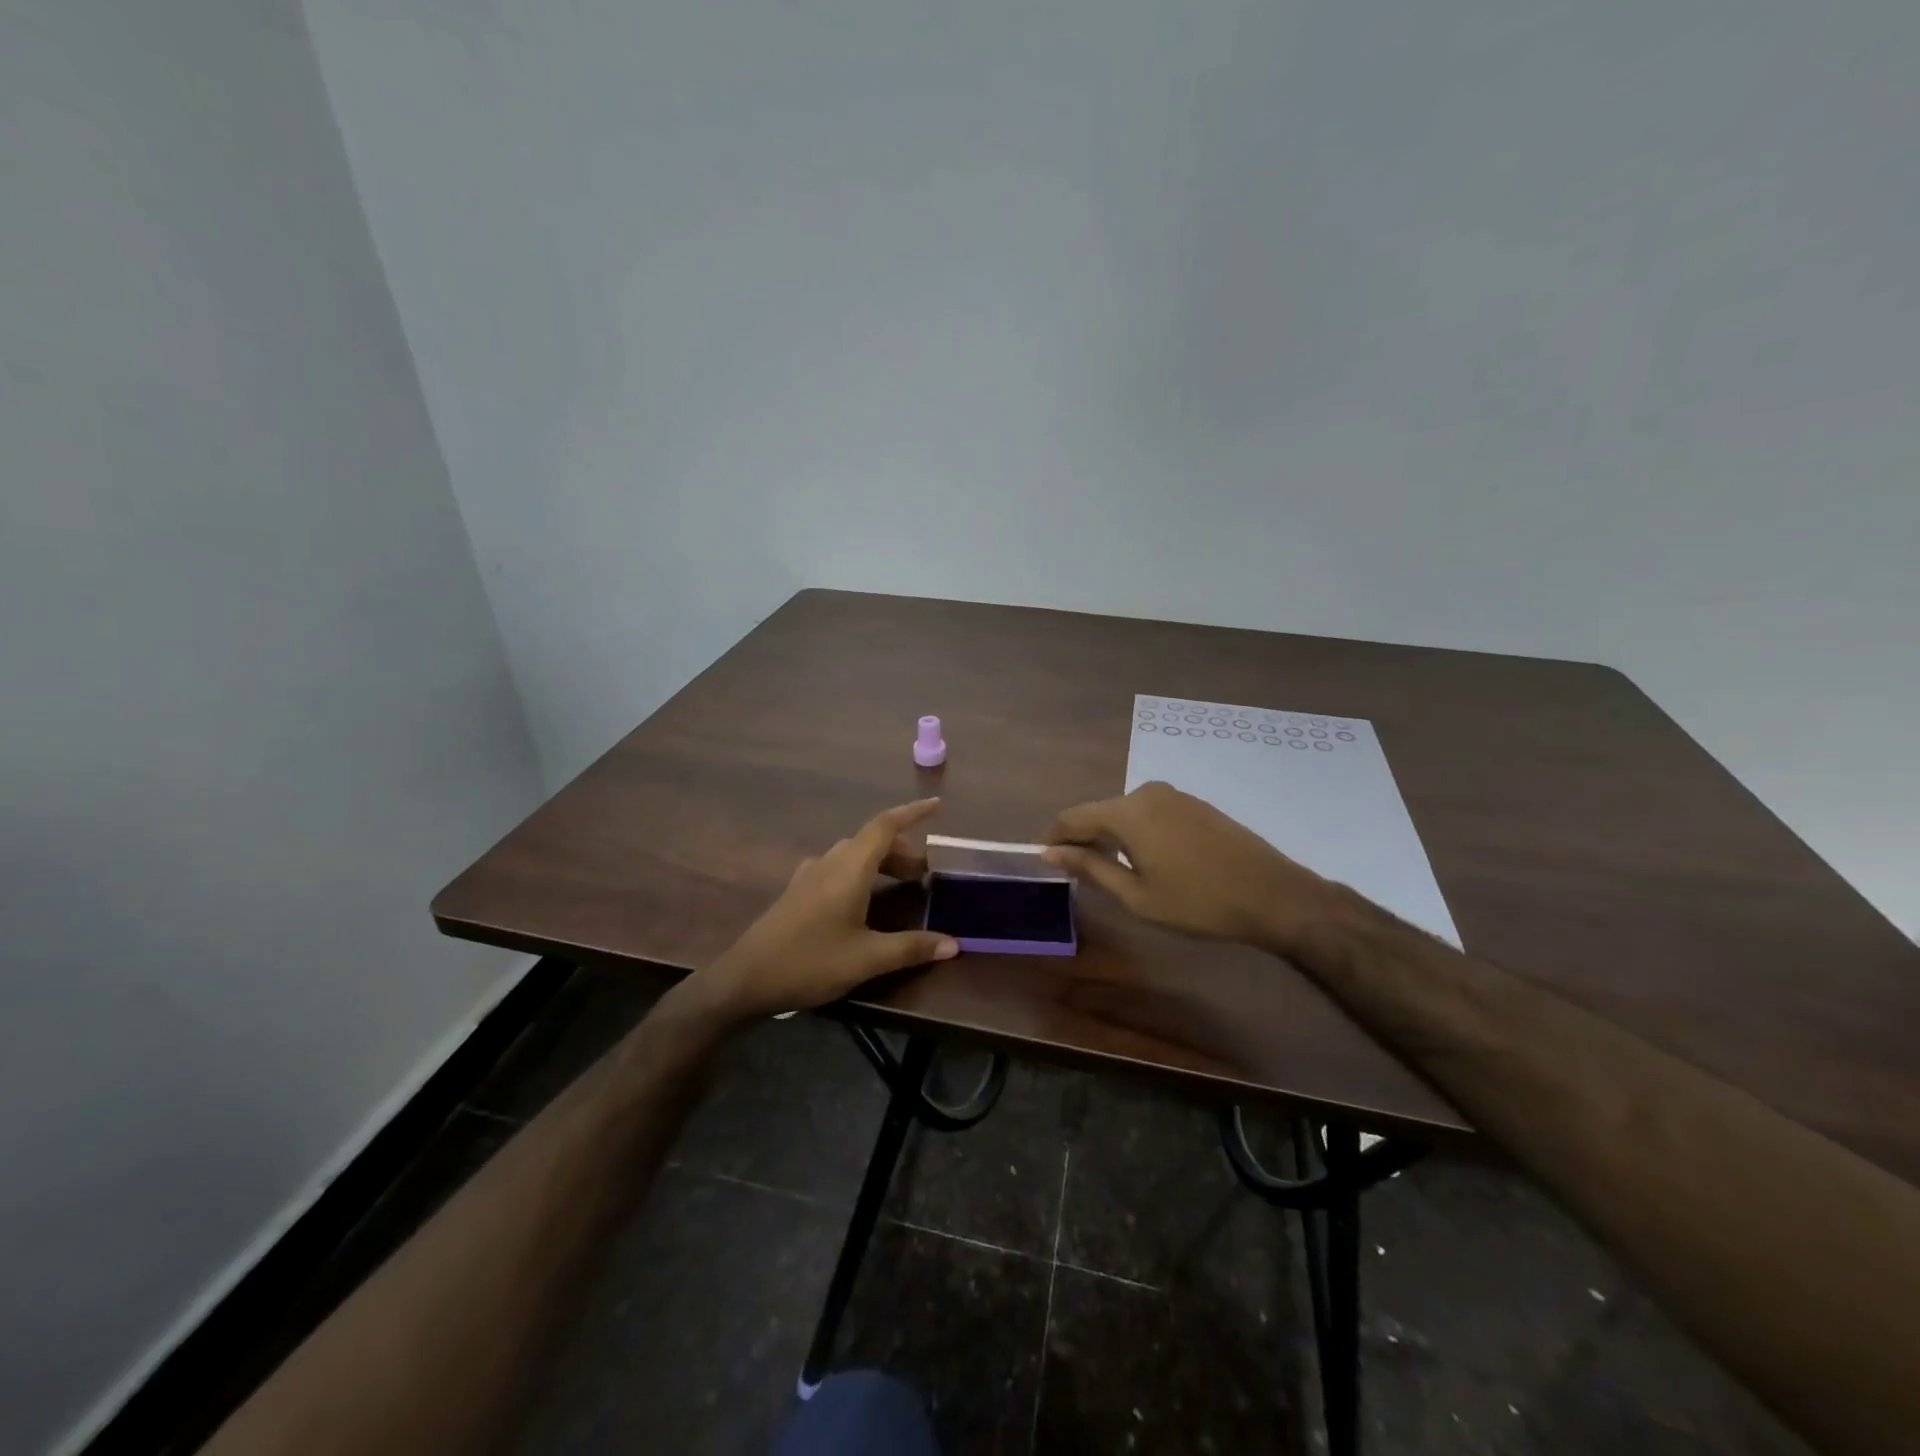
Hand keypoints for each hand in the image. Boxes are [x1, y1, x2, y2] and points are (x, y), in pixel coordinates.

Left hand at [692, 799, 959, 1018]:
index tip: (937, 806)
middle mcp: (829, 862)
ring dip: (882, 861)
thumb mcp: (867, 959)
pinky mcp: (799, 891)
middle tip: (927, 872)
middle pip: (871, 840)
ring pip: (854, 854)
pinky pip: (838, 867)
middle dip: (903, 848)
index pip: (885, 825)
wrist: (745, 979)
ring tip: (903, 883)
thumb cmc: (810, 962)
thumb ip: (911, 948)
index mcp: (849, 868)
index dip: (912, 812)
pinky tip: (865, 899)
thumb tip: (955, 943)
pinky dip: (862, 872)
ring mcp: (810, 875)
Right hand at [1042, 781, 1339, 949]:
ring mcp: (1175, 796)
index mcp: (1128, 812)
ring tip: (1107, 868)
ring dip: (1110, 835)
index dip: (1055, 837)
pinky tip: (1144, 858)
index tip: (1043, 858)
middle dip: (1082, 837)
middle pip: (1100, 811)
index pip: (1074, 817)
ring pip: (1126, 812)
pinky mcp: (1195, 804)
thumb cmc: (1198, 902)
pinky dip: (1136, 831)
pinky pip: (1150, 812)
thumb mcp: (1136, 895)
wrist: (1273, 895)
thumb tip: (1051, 852)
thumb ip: (1091, 868)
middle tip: (1074, 870)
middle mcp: (1147, 793)